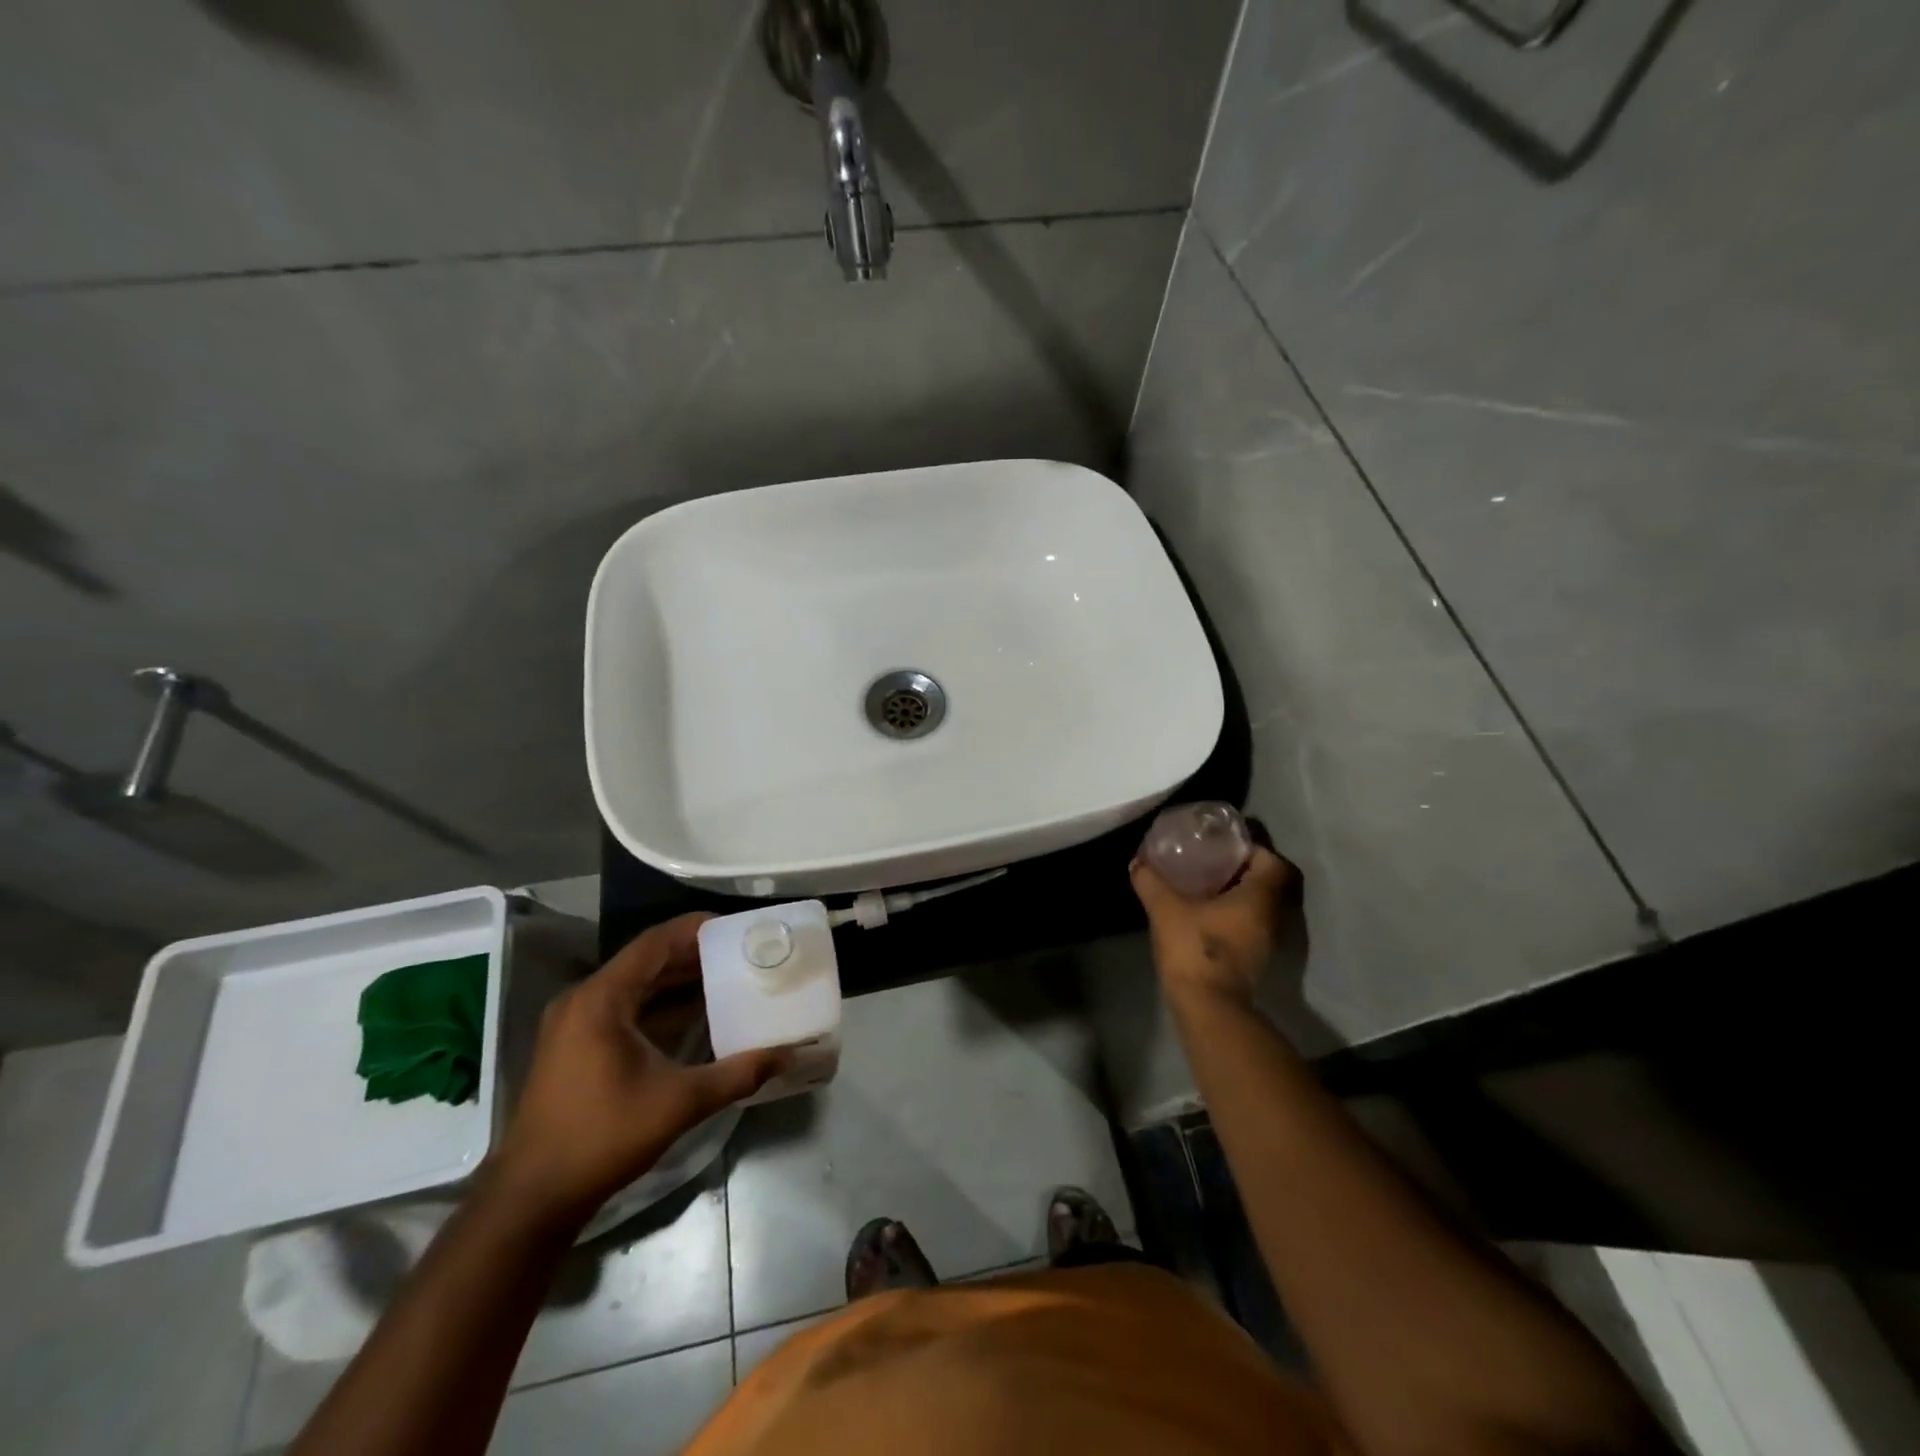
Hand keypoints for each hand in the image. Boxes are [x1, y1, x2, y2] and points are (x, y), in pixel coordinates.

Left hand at [488, 913, 784, 1227]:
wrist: (532, 1198)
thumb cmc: (602, 1137)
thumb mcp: (679, 1103)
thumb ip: (737, 1074)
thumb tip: (787, 1055)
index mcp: (600, 999)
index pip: (654, 943)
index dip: (695, 929)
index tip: (736, 927)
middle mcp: (583, 1000)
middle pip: (645, 960)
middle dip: (693, 953)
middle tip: (739, 951)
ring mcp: (574, 1024)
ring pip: (634, 984)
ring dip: (676, 978)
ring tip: (725, 974)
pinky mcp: (574, 1046)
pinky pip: (623, 1006)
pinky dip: (658, 1002)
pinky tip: (694, 1013)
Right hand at [1130, 846, 1296, 1009]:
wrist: (1207, 1007)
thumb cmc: (1195, 949)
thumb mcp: (1165, 908)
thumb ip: (1151, 882)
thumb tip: (1138, 863)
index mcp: (1260, 898)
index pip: (1273, 862)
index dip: (1254, 849)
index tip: (1226, 844)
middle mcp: (1272, 917)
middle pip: (1268, 883)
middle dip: (1242, 869)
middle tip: (1212, 860)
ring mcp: (1266, 941)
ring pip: (1259, 906)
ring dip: (1238, 893)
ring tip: (1205, 883)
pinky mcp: (1254, 959)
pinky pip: (1250, 924)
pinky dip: (1233, 914)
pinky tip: (1204, 912)